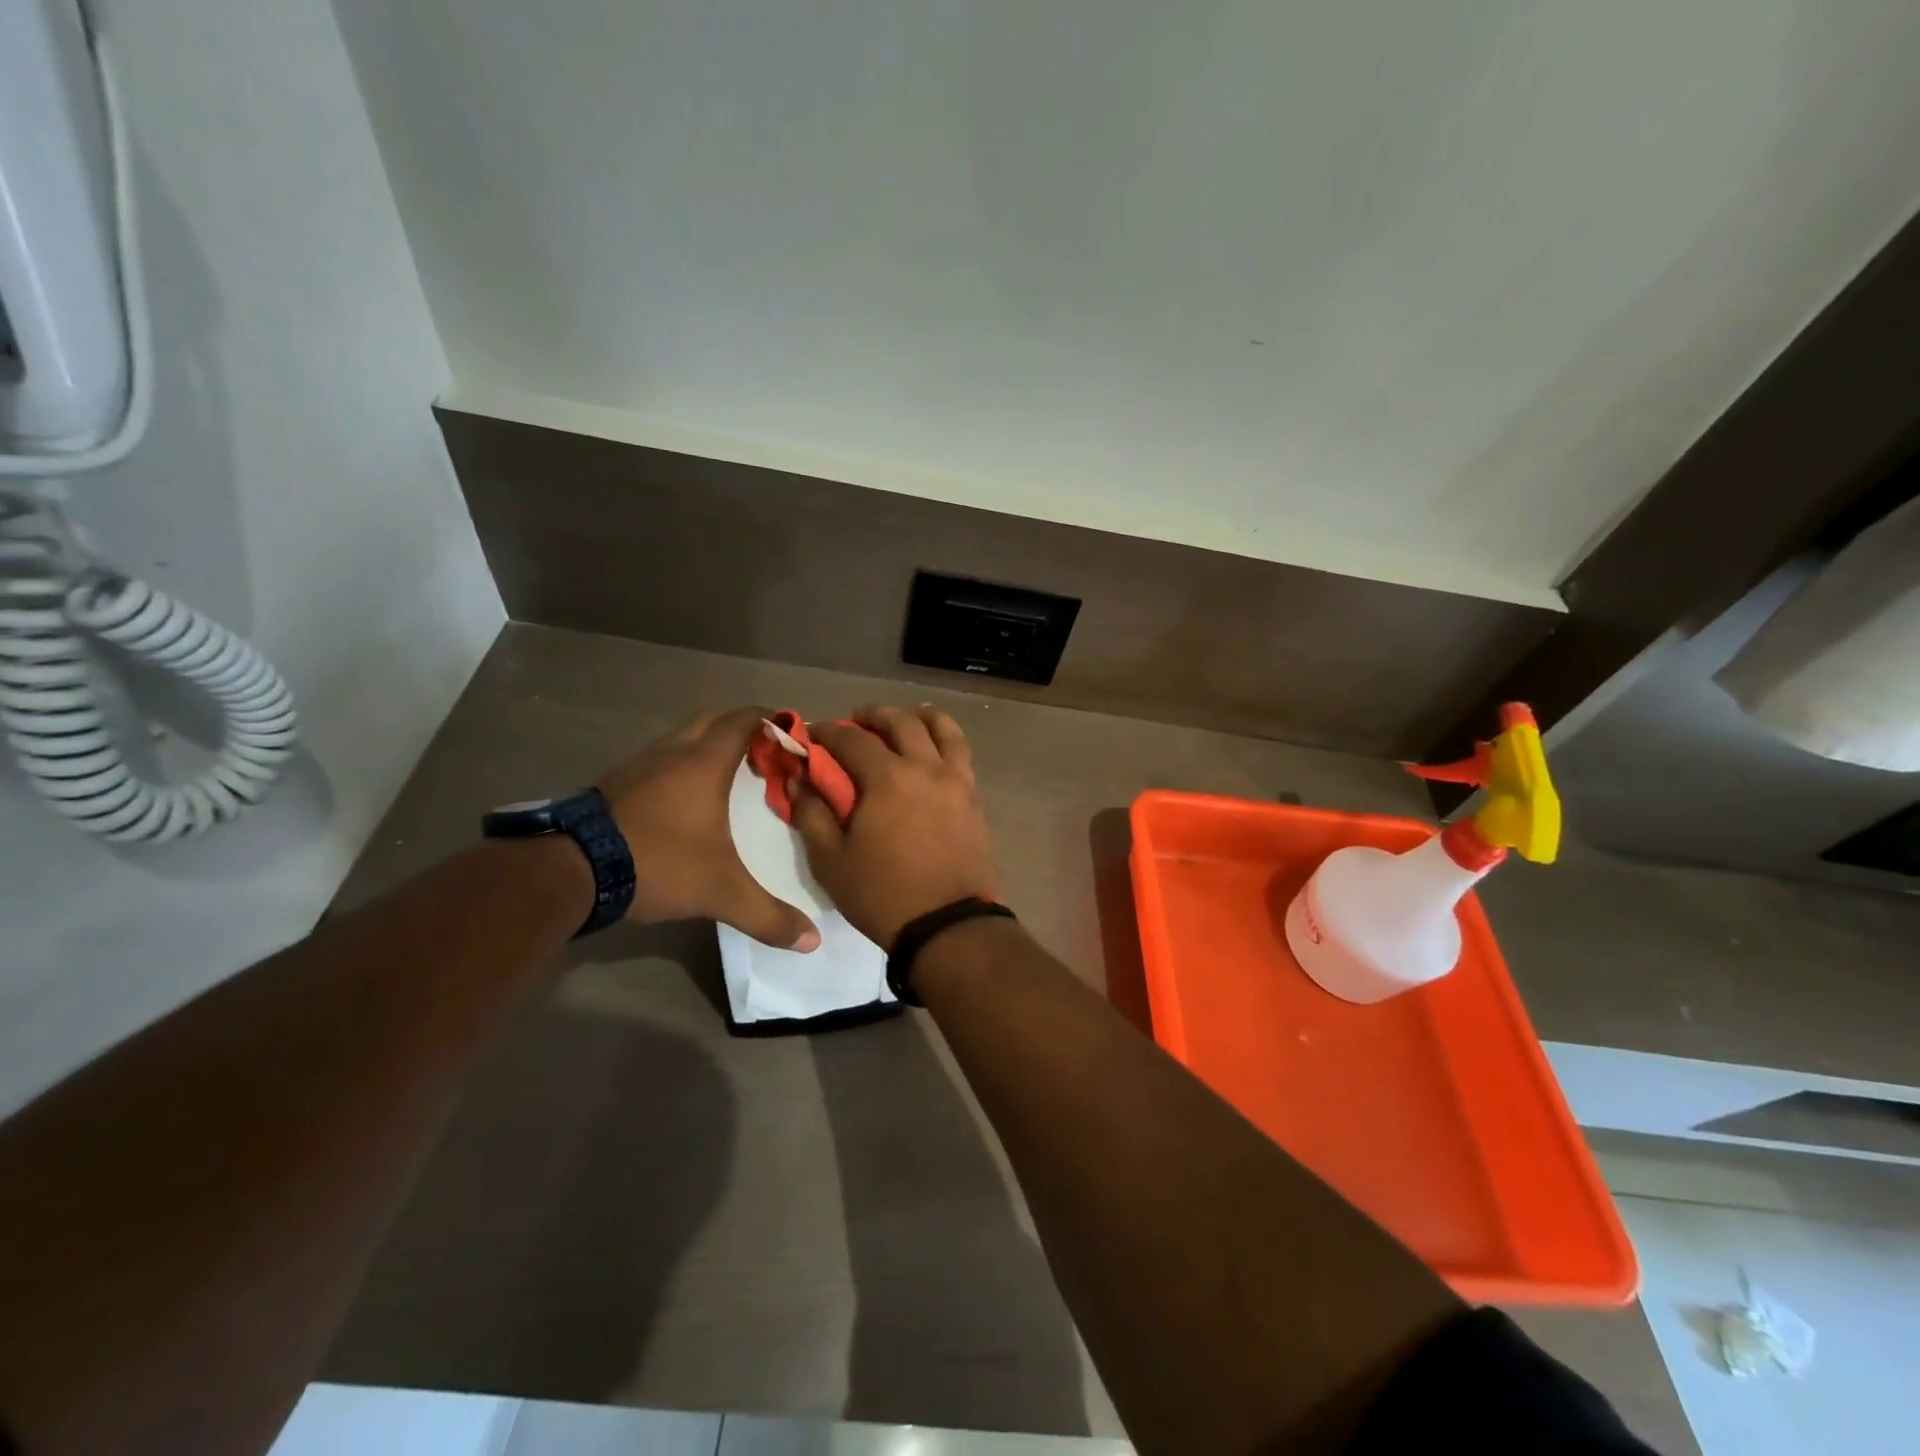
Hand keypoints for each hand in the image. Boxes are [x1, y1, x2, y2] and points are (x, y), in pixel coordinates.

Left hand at [596, 707, 819, 950]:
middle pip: (714, 722)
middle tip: (768, 755)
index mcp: (704, 762)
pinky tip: (687, 800)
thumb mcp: (720, 892)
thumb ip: (768, 915)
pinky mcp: (616, 785)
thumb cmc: (658, 862)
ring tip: (733, 775)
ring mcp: (639, 766)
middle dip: (743, 730)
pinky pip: (661, 761)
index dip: (772, 719)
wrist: (569, 870)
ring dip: (709, 747)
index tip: (795, 734)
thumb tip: (813, 940)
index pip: (744, 720)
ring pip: (683, 740)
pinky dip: (682, 767)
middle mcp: (673, 753)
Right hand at [790, 705, 999, 948]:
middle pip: (900, 722)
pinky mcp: (974, 799)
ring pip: (943, 730)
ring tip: (907, 720)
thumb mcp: (831, 861)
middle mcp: (925, 768)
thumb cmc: (883, 894)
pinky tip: (935, 750)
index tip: (812, 733)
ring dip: (919, 717)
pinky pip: (962, 754)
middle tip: (857, 720)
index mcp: (887, 778)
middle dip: (873, 715)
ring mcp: (956, 781)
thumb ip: (812, 814)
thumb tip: (798, 780)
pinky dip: (946, 740)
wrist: (948, 925)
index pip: (851, 739)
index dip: (827, 731)